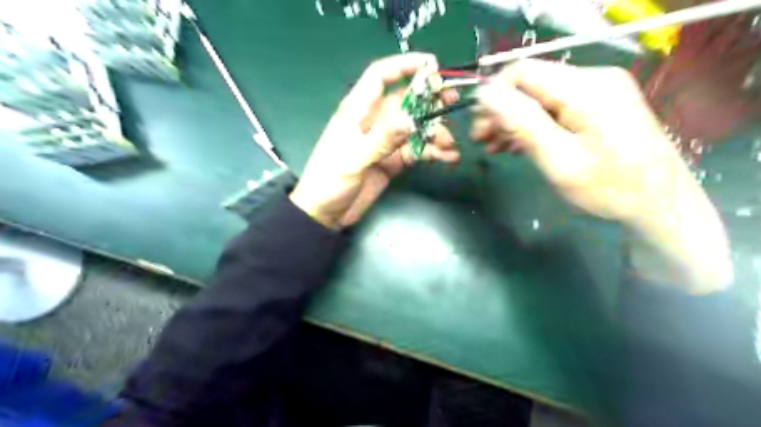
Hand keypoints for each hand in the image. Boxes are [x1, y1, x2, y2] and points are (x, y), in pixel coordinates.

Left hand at [290, 53, 456, 229]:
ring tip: (449, 143)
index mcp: (357, 111)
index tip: (432, 64)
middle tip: (452, 101)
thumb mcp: (354, 160)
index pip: (380, 77)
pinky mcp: (392, 161)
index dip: (404, 65)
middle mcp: (374, 122)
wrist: (325, 214)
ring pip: (415, 127)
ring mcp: (385, 142)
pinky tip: (447, 157)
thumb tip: (411, 120)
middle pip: (405, 101)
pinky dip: (432, 152)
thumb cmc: (329, 182)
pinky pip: (416, 151)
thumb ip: (382, 140)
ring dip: (434, 131)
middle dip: (429, 99)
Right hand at [474, 58, 729, 293]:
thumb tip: (485, 94)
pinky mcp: (598, 104)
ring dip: (513, 119)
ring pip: (539, 96)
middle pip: (530, 84)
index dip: (493, 94)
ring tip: (493, 146)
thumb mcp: (559, 160)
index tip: (477, 125)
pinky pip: (554, 106)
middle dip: (500, 110)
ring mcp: (598, 91)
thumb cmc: (609, 188)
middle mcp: (593, 79)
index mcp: (585, 89)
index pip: (522, 72)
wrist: (660, 203)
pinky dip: (532, 123)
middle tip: (480, 139)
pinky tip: (517, 144)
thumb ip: (522, 123)